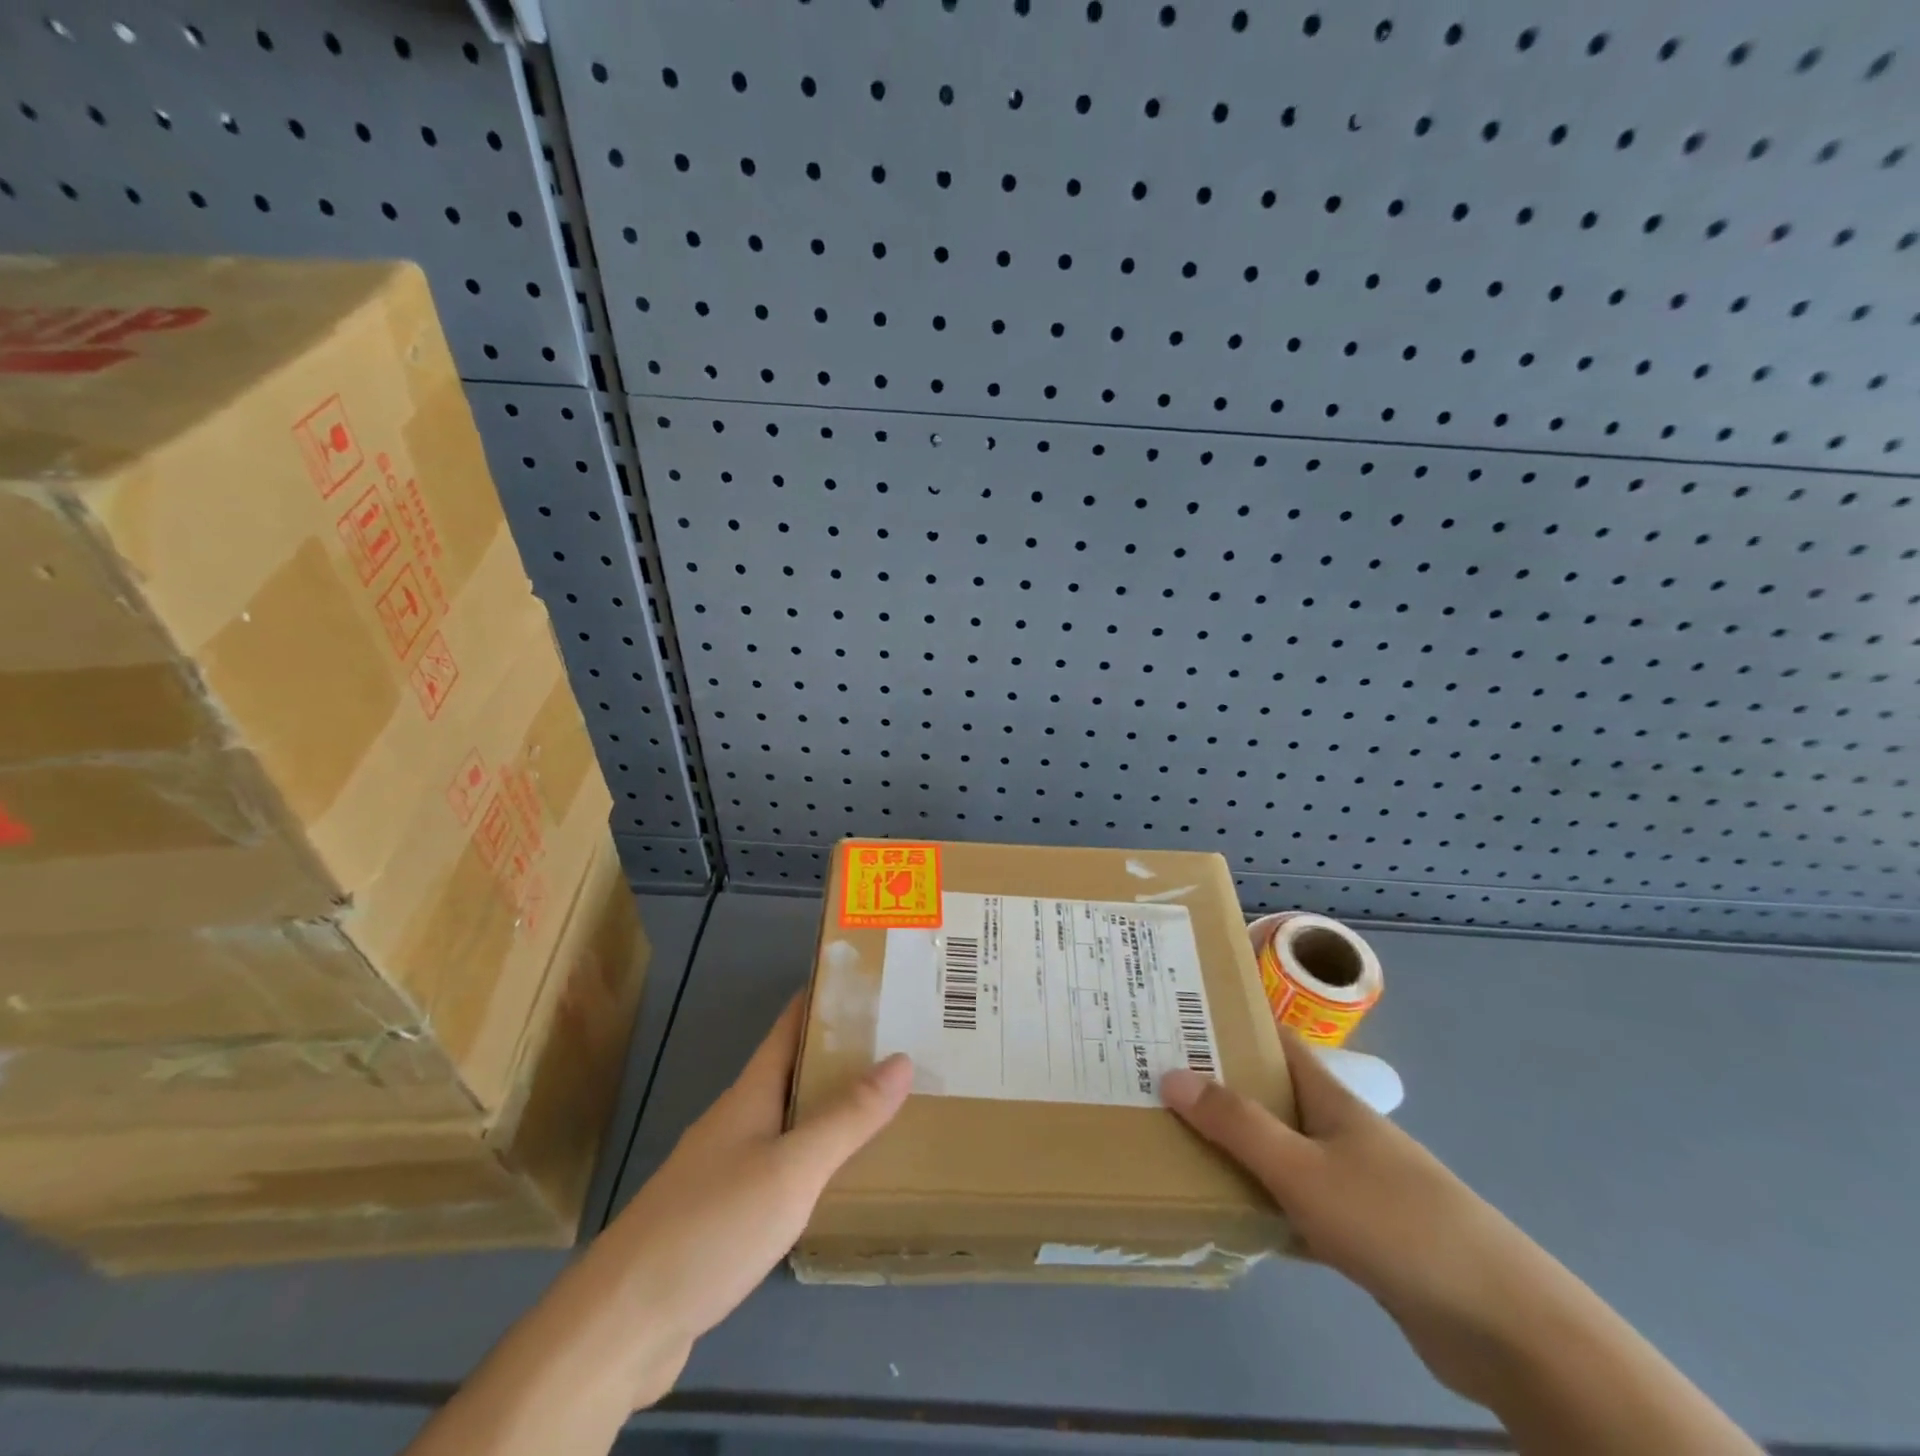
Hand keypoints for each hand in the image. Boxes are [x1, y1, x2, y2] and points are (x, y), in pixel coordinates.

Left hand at [588, 997, 911, 1406]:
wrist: (622, 1323)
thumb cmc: (710, 1227)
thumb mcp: (792, 1169)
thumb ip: (847, 1117)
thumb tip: (901, 1058)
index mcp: (750, 1094)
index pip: (791, 1025)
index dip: (826, 998)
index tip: (873, 982)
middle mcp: (736, 1121)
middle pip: (793, 1071)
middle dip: (841, 1054)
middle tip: (901, 1046)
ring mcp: (724, 1168)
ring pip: (788, 1121)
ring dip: (830, 1108)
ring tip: (885, 1105)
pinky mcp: (722, 1215)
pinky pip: (780, 1167)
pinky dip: (813, 1159)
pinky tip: (837, 1180)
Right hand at [1160, 1033, 1541, 1407]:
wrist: (1502, 1326)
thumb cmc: (1396, 1223)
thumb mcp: (1303, 1169)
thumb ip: (1237, 1125)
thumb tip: (1169, 1075)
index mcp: (1330, 1098)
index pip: (1274, 1039)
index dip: (1229, 1022)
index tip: (1174, 1018)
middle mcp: (1338, 1131)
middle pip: (1269, 1095)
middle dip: (1217, 1088)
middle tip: (1155, 1084)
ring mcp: (1351, 1183)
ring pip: (1278, 1153)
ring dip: (1235, 1149)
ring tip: (1174, 1143)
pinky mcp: (1359, 1235)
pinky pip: (1294, 1207)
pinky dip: (1262, 1207)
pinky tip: (1226, 1218)